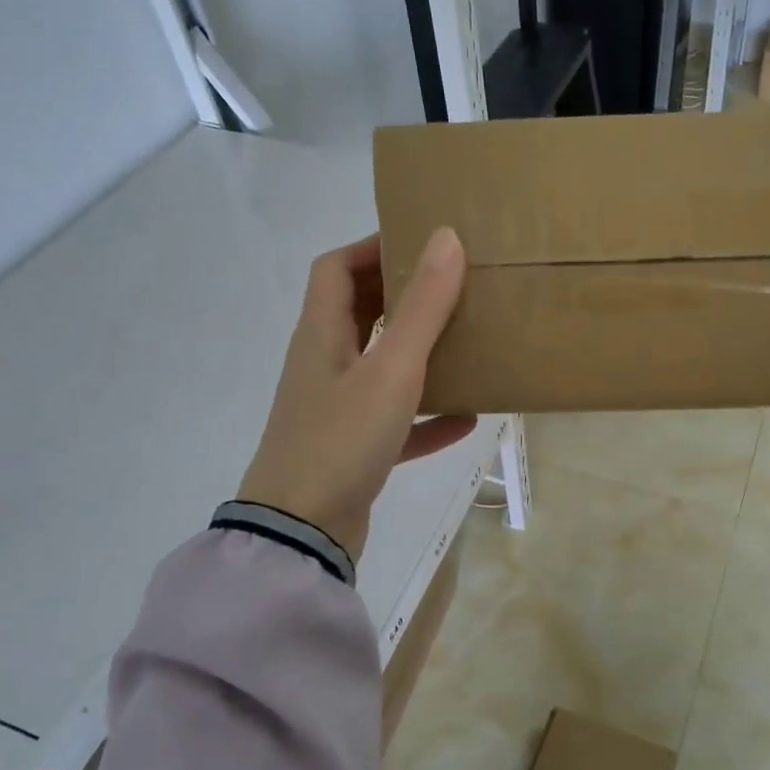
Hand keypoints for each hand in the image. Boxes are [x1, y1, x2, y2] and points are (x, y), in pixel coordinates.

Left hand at [237, 230, 475, 559]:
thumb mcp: (391, 369)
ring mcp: (338, 411)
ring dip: (419, 355)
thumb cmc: (342, 439)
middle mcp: (325, 366)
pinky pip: (397, 423)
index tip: (421, 243)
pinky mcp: (355, 451)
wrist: (302, 532)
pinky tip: (467, 419)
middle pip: (359, 313)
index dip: (372, 247)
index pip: (335, 269)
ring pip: (381, 368)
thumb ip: (422, 307)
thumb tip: (446, 238)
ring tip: (466, 344)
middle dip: (403, 296)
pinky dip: (427, 417)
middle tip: (453, 288)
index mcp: (322, 336)